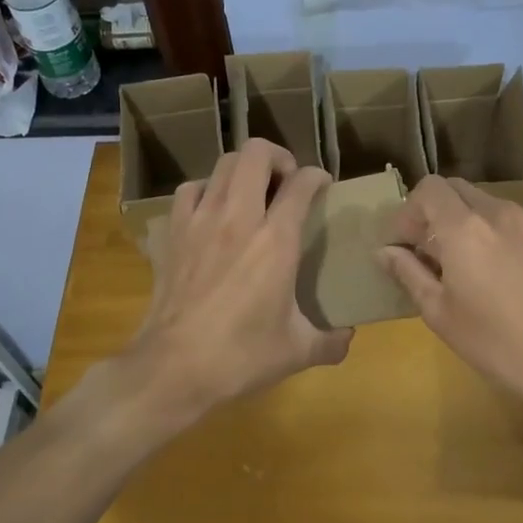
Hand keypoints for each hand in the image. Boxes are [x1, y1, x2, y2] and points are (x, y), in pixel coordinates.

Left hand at [126, 138, 351, 418]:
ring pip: (222, 165)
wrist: (174, 367)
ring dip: (243, 171)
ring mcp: (199, 221)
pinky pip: (190, 191)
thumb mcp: (297, 351)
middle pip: (256, 154)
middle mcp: (238, 218)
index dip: (316, 177)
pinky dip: (206, 191)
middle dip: (278, 157)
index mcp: (276, 241)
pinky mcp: (172, 233)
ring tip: (252, 193)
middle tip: (286, 182)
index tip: (322, 186)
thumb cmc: (241, 356)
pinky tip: (212, 212)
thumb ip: (331, 341)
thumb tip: (349, 338)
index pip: (301, 184)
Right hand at [378, 176, 522, 418]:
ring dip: (463, 221)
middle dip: (434, 213)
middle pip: (455, 189)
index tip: (405, 244)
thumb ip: (409, 273)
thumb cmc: (493, 340)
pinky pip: (509, 219)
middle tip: (427, 252)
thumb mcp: (439, 312)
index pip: (429, 189)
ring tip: (461, 263)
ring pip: (483, 202)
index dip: (409, 210)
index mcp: (464, 228)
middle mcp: (497, 211)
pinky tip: (495, 269)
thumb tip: (383, 252)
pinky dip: (491, 231)